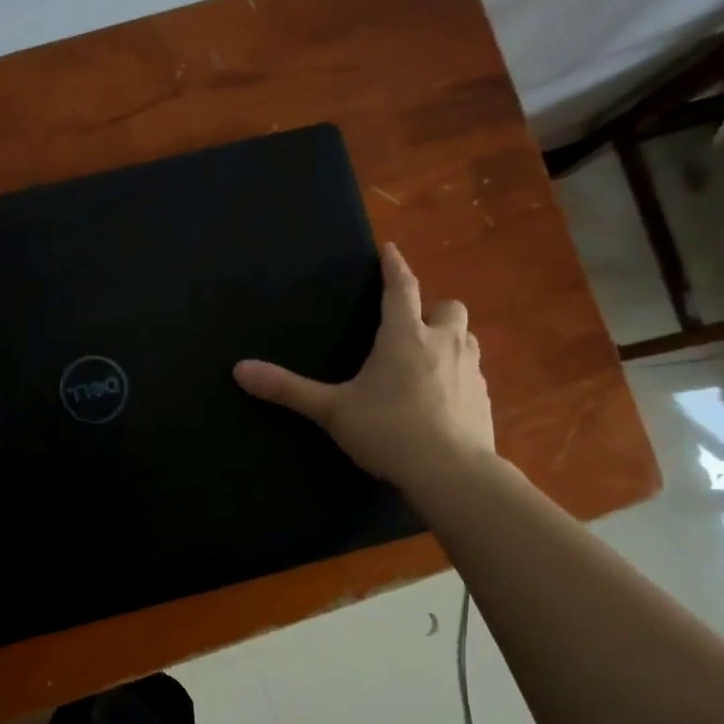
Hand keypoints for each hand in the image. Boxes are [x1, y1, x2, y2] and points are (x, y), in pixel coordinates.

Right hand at [233, 242, 494, 491]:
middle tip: (410, 327)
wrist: (451, 473)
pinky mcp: (484, 399)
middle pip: (448, 307)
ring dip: (448, 340)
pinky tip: (440, 400)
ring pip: (465, 338)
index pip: (401, 288)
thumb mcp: (332, 410)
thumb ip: (288, 389)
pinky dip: (457, 375)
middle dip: (431, 309)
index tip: (390, 250)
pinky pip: (472, 373)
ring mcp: (470, 370)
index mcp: (405, 336)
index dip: (394, 267)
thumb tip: (239, 370)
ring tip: (426, 361)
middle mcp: (443, 343)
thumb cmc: (388, 430)